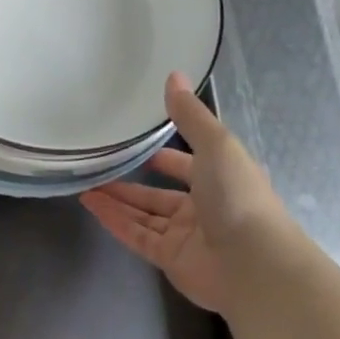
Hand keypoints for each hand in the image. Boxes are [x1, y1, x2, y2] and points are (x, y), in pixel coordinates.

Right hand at [81, 72, 281, 314]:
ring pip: (145, 214)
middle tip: (102, 166)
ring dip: (117, 200)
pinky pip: (137, 236)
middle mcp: (205, 207)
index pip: (189, 163)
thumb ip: (190, 114)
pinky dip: (114, 220)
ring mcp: (187, 236)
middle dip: (133, 181)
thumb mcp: (216, 144)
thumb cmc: (238, 196)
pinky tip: (91, 204)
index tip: (138, 144)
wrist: (253, 264)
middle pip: (162, 193)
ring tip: (86, 184)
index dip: (166, 155)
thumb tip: (173, 74)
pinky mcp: (170, 259)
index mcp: (222, 178)